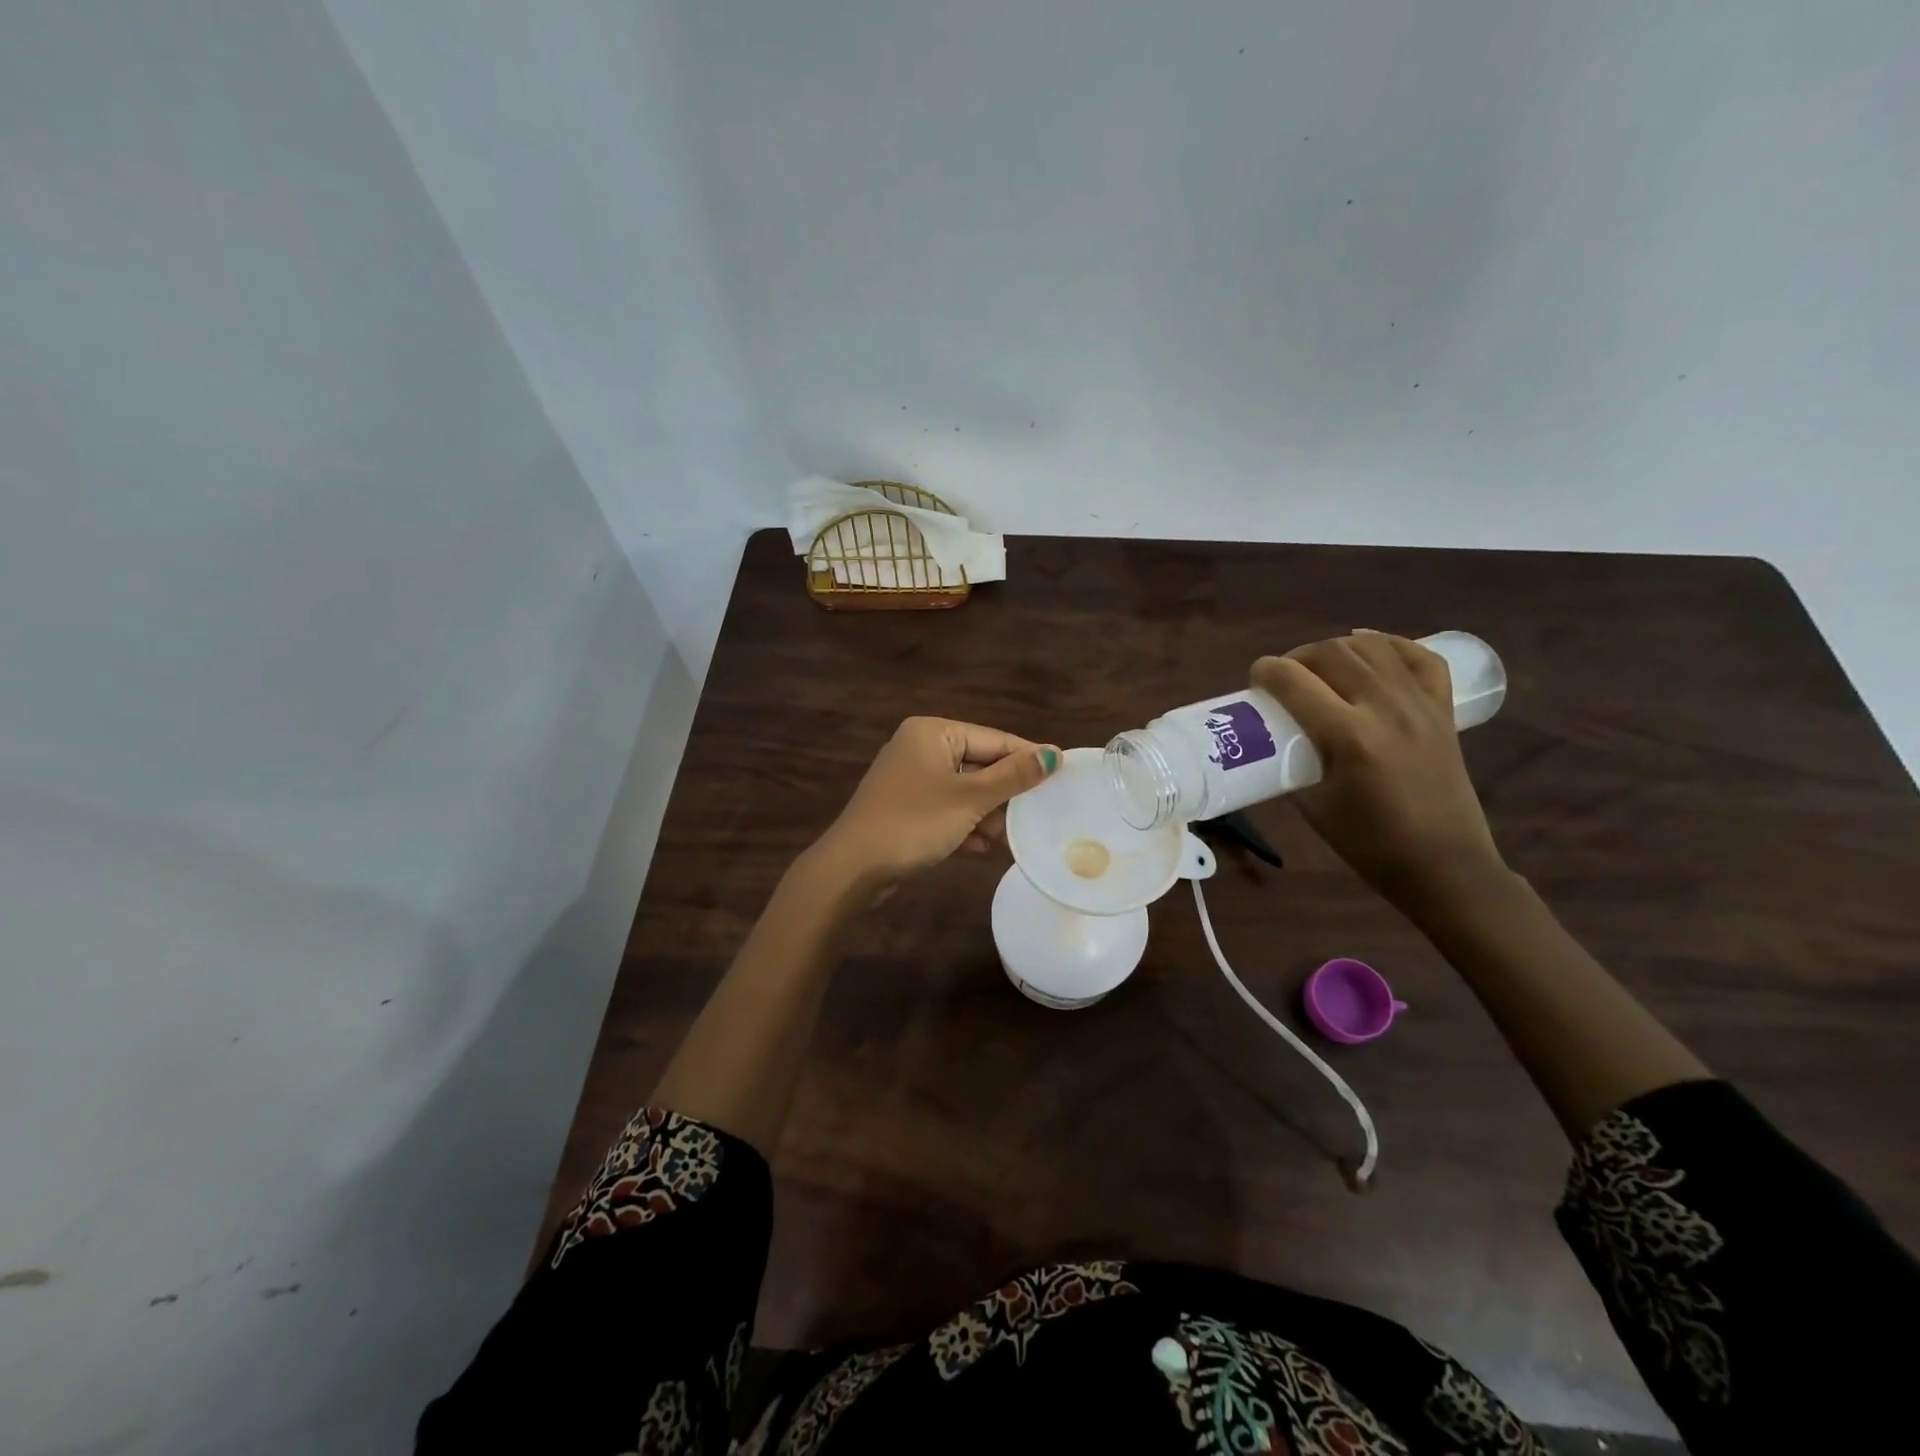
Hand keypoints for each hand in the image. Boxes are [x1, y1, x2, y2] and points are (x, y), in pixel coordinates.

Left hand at [812, 717, 1059, 890]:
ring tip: (1011, 837)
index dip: (1028, 757)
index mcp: (932, 732)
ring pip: (964, 790)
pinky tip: (983, 849)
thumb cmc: (914, 822)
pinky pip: (946, 810)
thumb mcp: (970, 799)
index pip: (993, 738)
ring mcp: (910, 780)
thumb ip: (1013, 776)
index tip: (1062, 775)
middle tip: (1040, 811)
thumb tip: (1055, 753)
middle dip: (1005, 792)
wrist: (853, 869)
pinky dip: (965, 826)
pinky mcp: (905, 809)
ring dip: (987, 814)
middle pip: (979, 764)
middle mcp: (920, 747)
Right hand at [1251, 633, 1503, 903]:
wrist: (1444, 864)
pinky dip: (1391, 645)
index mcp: (1349, 737)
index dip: (1267, 671)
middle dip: (1298, 657)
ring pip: (1372, 648)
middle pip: (1332, 654)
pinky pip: (1419, 657)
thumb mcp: (1313, 805)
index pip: (1295, 682)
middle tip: (1283, 677)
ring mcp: (1420, 705)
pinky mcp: (1442, 710)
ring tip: (1320, 667)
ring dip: (1337, 648)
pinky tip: (1369, 651)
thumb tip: (1274, 736)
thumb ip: (1292, 762)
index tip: (1255, 678)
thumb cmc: (1369, 843)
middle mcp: (1385, 709)